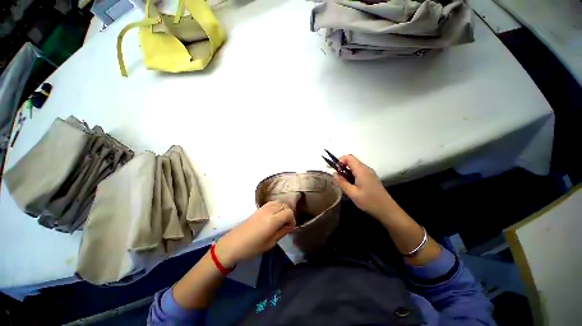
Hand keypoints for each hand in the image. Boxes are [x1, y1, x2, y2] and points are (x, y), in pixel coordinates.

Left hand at [214, 201, 295, 267]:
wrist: (233, 244)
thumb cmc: (252, 247)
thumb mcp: (270, 243)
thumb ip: (283, 232)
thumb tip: (292, 227)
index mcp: (273, 220)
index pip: (289, 212)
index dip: (292, 219)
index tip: (290, 227)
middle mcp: (269, 210)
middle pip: (285, 205)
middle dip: (289, 213)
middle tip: (287, 224)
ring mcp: (263, 208)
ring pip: (279, 202)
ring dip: (283, 208)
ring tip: (281, 219)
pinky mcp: (259, 208)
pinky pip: (272, 202)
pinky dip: (277, 206)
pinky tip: (274, 215)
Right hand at [334, 154, 396, 219]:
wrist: (387, 210)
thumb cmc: (369, 202)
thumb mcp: (352, 193)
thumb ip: (342, 182)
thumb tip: (334, 174)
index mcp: (361, 170)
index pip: (348, 157)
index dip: (339, 160)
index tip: (333, 169)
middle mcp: (366, 168)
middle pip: (351, 161)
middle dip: (341, 167)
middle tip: (336, 178)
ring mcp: (369, 173)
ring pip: (354, 167)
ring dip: (346, 171)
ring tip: (342, 183)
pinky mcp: (370, 177)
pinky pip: (358, 172)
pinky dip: (351, 175)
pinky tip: (350, 185)